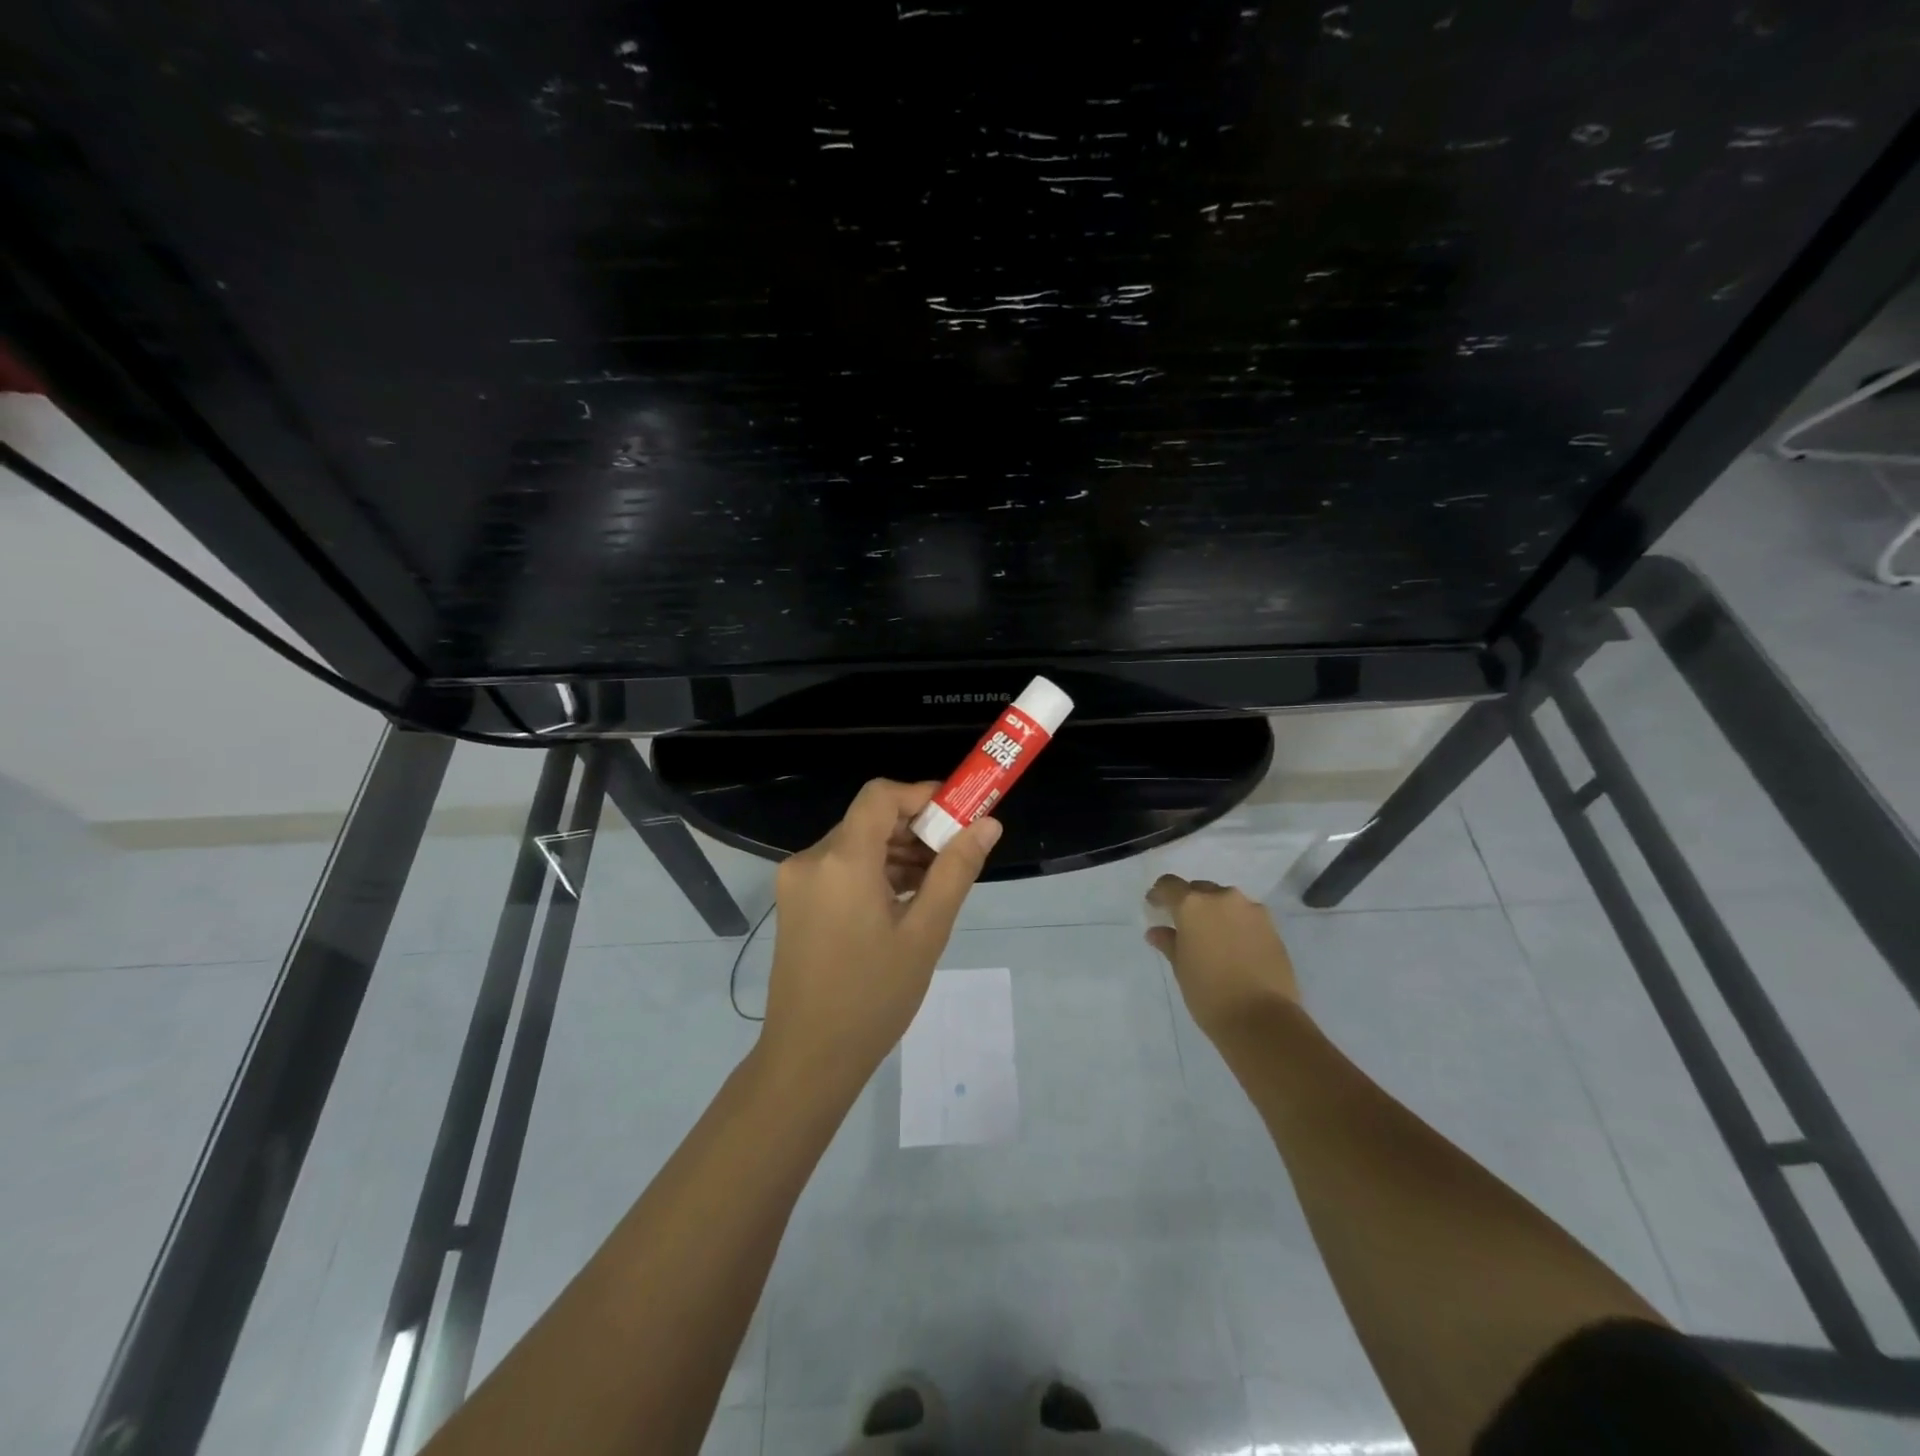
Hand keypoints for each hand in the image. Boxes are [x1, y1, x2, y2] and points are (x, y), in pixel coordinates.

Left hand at [759, 779, 1001, 1091]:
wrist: (808, 1059)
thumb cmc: (873, 997)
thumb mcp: (925, 933)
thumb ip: (955, 871)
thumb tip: (988, 824)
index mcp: (841, 861)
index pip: (880, 796)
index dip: (921, 794)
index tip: (958, 813)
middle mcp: (811, 860)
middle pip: (869, 820)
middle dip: (916, 828)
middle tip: (956, 853)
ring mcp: (797, 882)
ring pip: (855, 843)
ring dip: (896, 851)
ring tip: (935, 883)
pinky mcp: (795, 902)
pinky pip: (840, 868)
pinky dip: (873, 871)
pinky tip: (903, 899)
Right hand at [1145, 875, 1300, 1041]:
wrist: (1263, 1020)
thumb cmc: (1209, 994)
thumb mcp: (1181, 968)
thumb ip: (1169, 943)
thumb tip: (1157, 931)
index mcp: (1192, 905)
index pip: (1169, 885)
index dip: (1159, 894)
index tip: (1154, 907)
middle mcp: (1222, 898)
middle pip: (1200, 890)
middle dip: (1190, 903)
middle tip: (1184, 926)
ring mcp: (1251, 910)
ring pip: (1226, 902)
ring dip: (1216, 913)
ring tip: (1212, 938)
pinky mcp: (1272, 926)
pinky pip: (1246, 916)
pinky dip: (1236, 925)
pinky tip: (1234, 947)